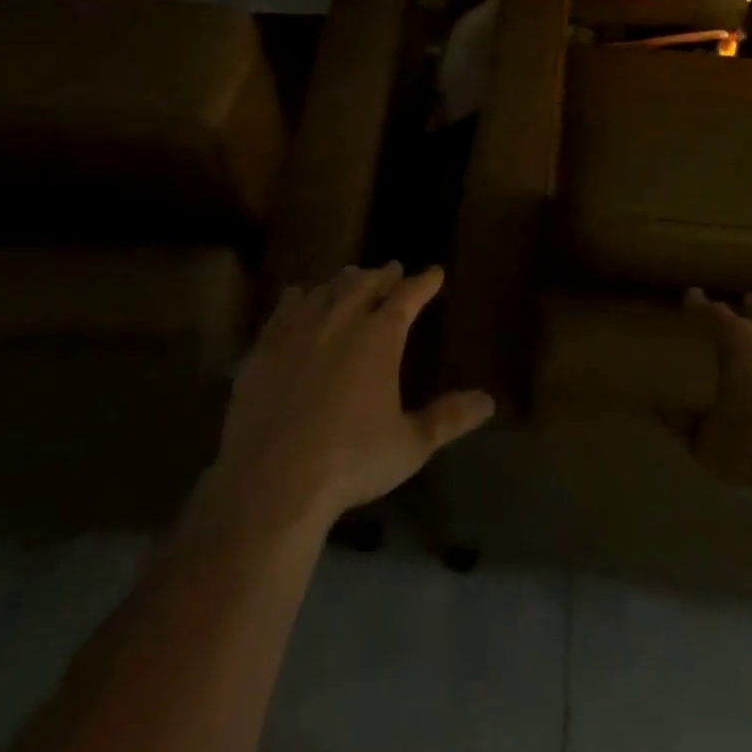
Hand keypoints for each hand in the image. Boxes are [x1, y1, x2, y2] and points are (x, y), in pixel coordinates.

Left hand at [203, 264, 494, 533]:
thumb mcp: (410, 444)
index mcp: (380, 336)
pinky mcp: (264, 348)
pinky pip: (284, 309)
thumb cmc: (351, 461)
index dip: (424, 282)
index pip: (408, 296)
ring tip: (353, 277)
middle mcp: (341, 320)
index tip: (434, 272)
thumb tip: (488, 401)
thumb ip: (448, 418)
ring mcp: (299, 330)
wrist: (272, 481)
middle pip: (366, 284)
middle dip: (383, 276)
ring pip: (327, 290)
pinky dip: (298, 297)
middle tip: (393, 269)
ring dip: (344, 281)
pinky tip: (297, 296)